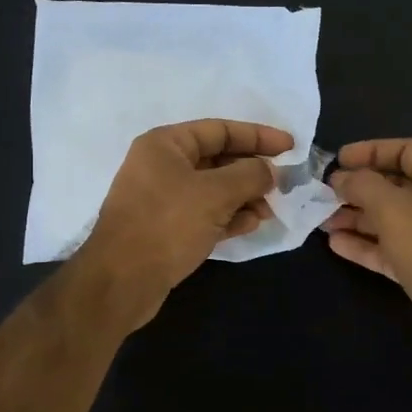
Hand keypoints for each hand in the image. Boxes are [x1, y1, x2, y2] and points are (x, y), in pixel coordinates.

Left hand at [77, 119, 293, 329]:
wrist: (121, 281)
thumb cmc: (167, 225)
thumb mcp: (215, 194)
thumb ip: (249, 175)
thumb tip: (269, 171)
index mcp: (165, 145)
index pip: (220, 130)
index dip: (258, 136)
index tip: (290, 146)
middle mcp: (161, 166)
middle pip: (218, 160)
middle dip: (252, 172)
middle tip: (283, 185)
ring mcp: (162, 199)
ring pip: (213, 190)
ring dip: (244, 197)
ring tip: (270, 211)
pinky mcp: (165, 228)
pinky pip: (204, 214)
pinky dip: (228, 216)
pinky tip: (251, 225)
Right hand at [325, 138, 411, 369]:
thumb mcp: (394, 208)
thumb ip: (363, 186)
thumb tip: (341, 178)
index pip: (407, 150)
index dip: (372, 150)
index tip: (339, 160)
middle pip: (395, 186)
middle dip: (359, 188)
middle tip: (324, 192)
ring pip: (389, 220)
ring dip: (356, 217)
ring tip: (321, 219)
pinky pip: (389, 249)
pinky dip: (364, 245)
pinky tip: (335, 244)